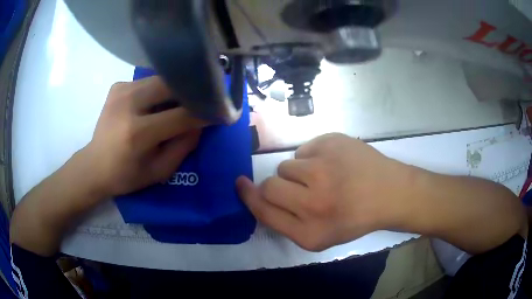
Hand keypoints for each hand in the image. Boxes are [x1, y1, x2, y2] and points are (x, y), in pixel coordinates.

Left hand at [82, 76, 204, 197]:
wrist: (94, 165)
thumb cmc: (126, 176)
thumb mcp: (159, 171)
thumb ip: (184, 146)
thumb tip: (202, 123)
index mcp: (137, 133)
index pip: (182, 115)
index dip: (205, 113)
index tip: (222, 112)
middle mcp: (128, 104)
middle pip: (172, 86)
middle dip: (192, 92)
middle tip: (206, 99)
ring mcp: (121, 90)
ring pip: (161, 79)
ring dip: (176, 89)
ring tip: (185, 100)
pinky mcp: (118, 86)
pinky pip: (148, 81)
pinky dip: (160, 89)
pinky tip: (159, 101)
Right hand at [236, 133, 413, 250]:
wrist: (390, 193)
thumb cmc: (354, 218)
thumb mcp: (319, 236)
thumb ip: (285, 222)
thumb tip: (258, 196)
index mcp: (310, 232)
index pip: (263, 210)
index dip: (247, 196)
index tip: (240, 184)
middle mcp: (314, 202)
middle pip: (269, 185)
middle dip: (278, 186)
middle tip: (301, 189)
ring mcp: (325, 168)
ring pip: (287, 164)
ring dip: (299, 172)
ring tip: (324, 177)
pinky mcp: (333, 143)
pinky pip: (305, 149)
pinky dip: (314, 157)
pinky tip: (335, 164)